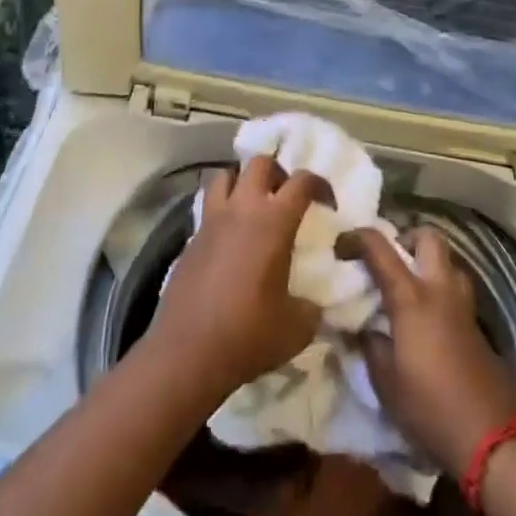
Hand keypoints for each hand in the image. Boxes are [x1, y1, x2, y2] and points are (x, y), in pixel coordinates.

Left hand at [147, 156, 325, 397]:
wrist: (188, 352)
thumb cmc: (249, 334)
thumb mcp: (298, 327)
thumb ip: (312, 305)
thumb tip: (314, 301)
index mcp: (274, 221)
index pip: (302, 181)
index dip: (320, 184)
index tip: (327, 203)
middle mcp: (242, 209)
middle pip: (260, 163)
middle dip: (278, 172)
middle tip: (287, 196)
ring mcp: (212, 220)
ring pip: (226, 175)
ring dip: (244, 181)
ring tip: (254, 204)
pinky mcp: (191, 237)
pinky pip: (209, 205)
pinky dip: (223, 208)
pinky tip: (231, 235)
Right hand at [337, 226, 515, 477]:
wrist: (490, 437)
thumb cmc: (429, 406)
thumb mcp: (385, 381)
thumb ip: (370, 346)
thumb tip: (362, 328)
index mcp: (411, 297)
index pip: (380, 248)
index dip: (356, 237)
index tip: (341, 246)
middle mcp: (439, 290)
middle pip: (429, 238)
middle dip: (407, 238)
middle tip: (390, 260)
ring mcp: (463, 306)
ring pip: (449, 262)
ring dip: (429, 264)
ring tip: (409, 288)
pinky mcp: (478, 326)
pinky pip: (457, 290)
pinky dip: (441, 291)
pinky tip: (428, 320)